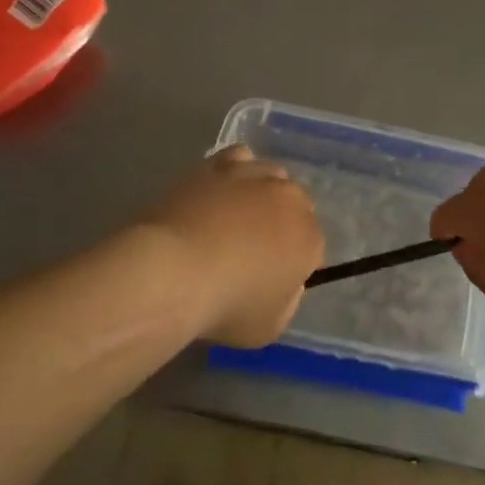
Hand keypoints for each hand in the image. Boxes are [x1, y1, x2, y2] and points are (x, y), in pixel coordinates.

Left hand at [139, 145, 322, 347]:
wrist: (171, 271)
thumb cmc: (224, 307)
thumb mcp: (268, 327)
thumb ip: (286, 300)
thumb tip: (283, 283)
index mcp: (308, 238)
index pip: (313, 246)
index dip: (294, 263)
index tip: (272, 278)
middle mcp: (289, 199)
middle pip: (296, 205)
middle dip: (283, 223)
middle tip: (255, 248)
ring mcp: (254, 175)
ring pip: (272, 176)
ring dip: (263, 193)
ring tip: (237, 216)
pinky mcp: (219, 164)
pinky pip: (241, 158)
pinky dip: (239, 169)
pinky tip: (224, 188)